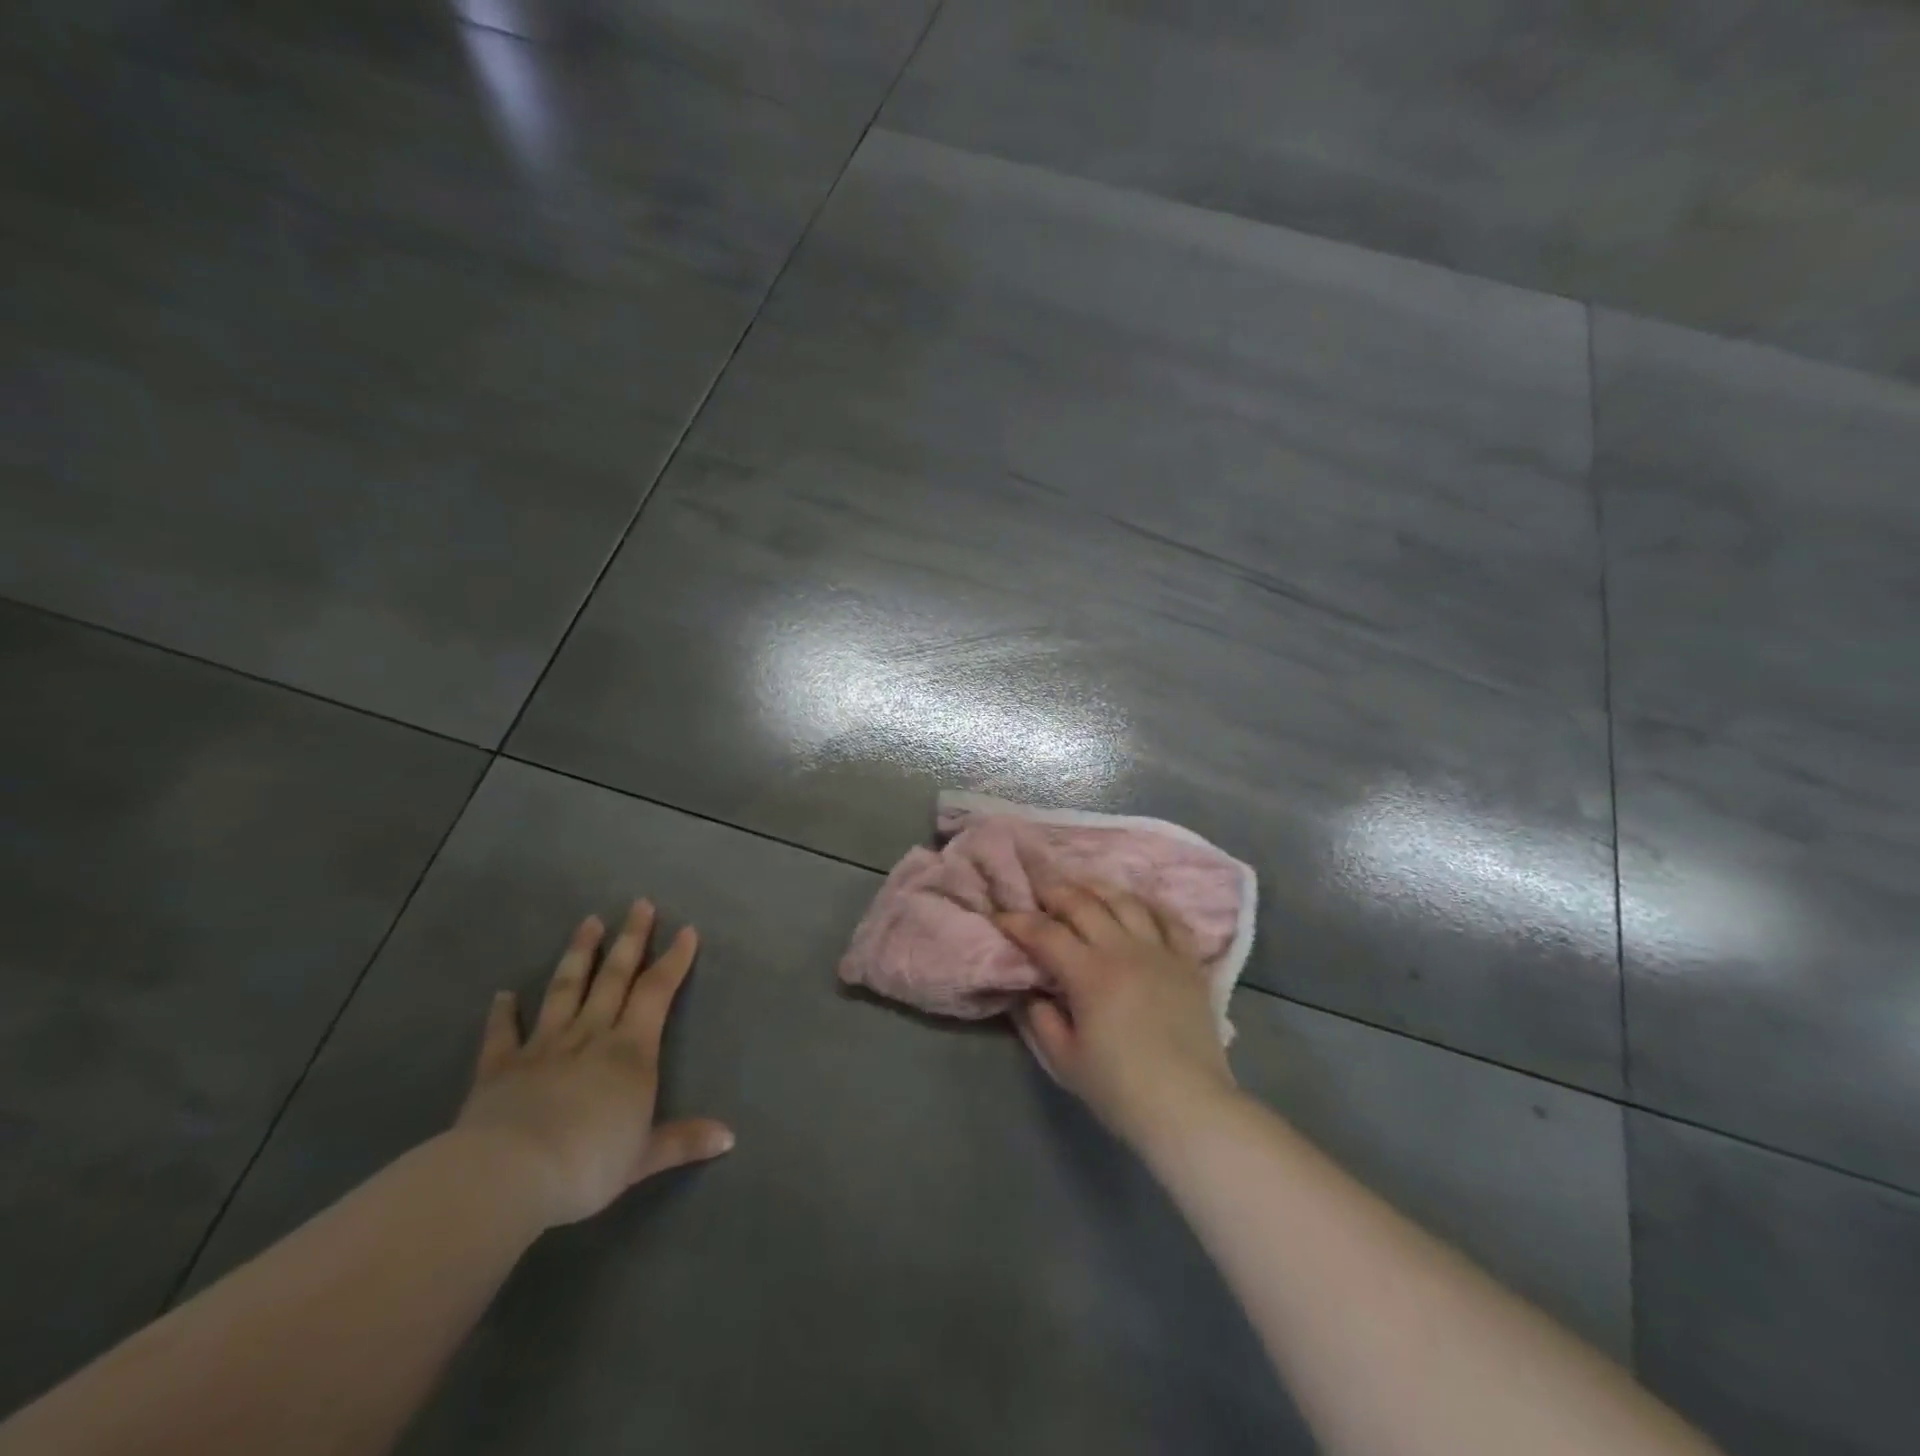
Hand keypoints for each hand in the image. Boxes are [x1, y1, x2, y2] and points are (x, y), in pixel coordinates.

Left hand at [455, 900, 733, 1228]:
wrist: (509, 1175)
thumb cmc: (588, 1163)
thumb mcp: (644, 1157)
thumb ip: (684, 1141)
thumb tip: (730, 1138)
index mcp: (630, 1051)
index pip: (657, 992)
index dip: (674, 960)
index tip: (686, 930)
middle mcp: (590, 1036)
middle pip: (614, 977)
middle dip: (630, 939)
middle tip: (639, 904)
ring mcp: (543, 1046)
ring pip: (565, 989)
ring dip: (579, 954)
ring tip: (588, 921)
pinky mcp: (499, 1067)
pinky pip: (503, 1034)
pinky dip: (503, 1013)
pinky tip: (502, 995)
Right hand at [997, 882, 1237, 1147]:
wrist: (1189, 1107)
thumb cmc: (1121, 1089)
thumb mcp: (1065, 1060)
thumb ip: (1042, 1019)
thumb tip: (1033, 992)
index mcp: (1089, 974)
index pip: (1045, 934)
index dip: (1017, 921)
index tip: (1000, 916)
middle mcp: (1123, 950)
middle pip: (1083, 904)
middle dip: (1054, 892)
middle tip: (1037, 890)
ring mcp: (1160, 951)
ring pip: (1126, 901)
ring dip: (1098, 889)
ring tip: (1082, 888)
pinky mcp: (1189, 962)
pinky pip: (1170, 920)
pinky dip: (1150, 906)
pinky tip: (1137, 904)